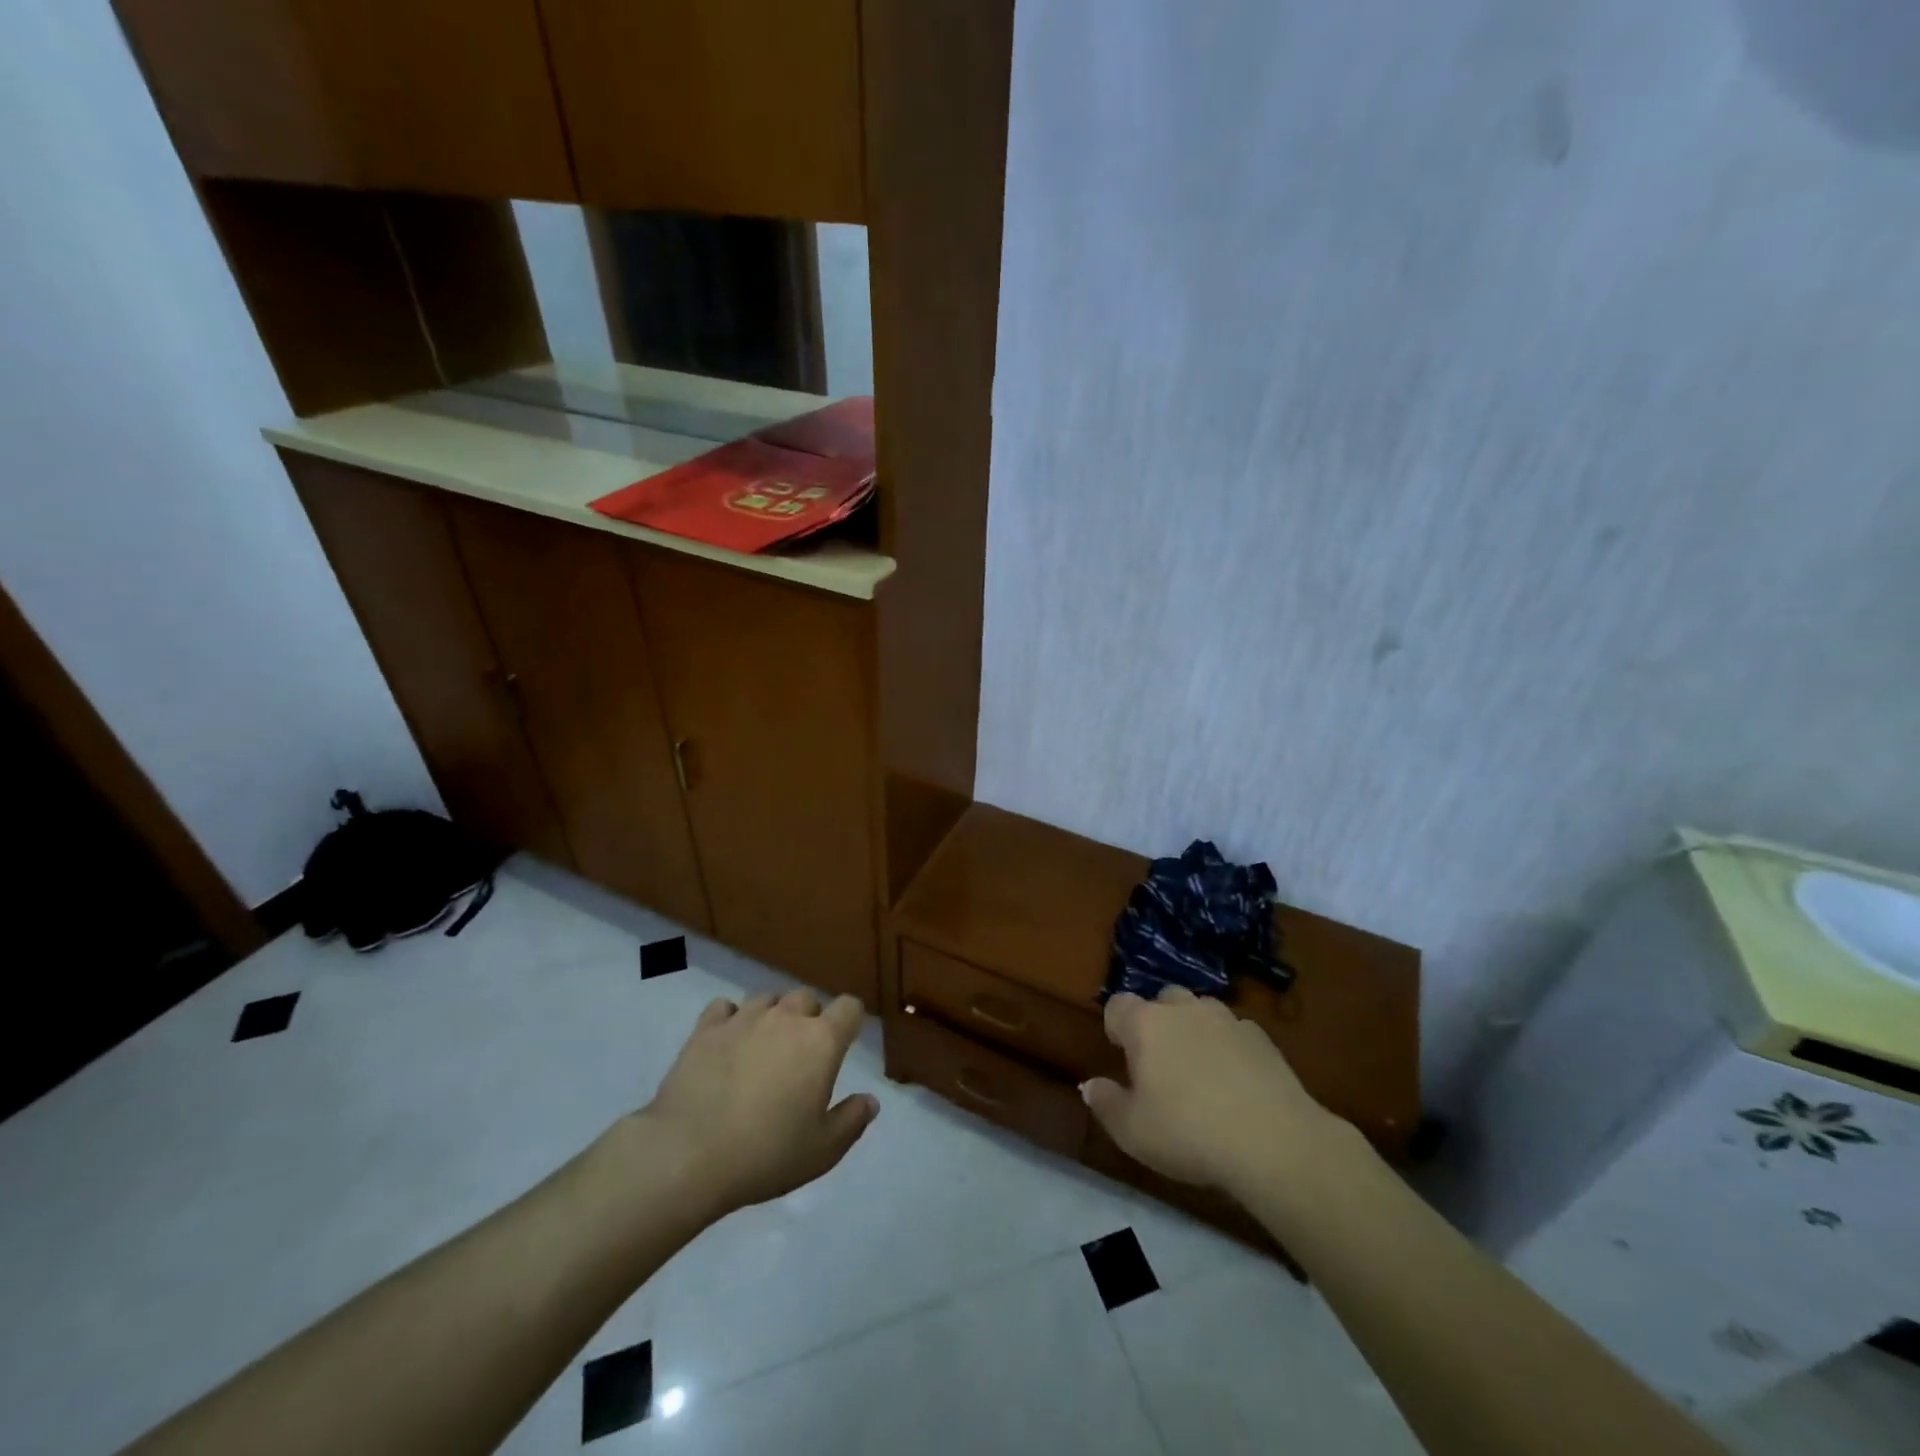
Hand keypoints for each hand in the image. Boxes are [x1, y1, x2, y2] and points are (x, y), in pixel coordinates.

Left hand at [639, 990, 878, 1214]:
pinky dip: (731, 1019)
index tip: (846, 1042)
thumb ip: (852, 1121)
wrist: (688, 1155)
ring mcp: (743, 1018)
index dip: (851, 1021)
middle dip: (809, 1019)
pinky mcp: (706, 1029)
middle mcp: (786, 1018)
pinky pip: (725, 1007)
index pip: (849, 1007)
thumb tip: (870, 1100)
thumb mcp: (822, 1151)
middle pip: (807, 998)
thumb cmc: (765, 1154)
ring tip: (762, 1049)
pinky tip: (727, 1043)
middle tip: (801, 1056)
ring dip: (772, 1017)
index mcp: (821, 1041)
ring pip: (768, 999)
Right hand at [1080, 986, 1343, 1195]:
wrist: (1274, 1141)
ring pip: (1200, 1009)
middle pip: (1162, 999)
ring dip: (1194, 1028)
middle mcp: (1183, 1009)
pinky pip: (1234, 1030)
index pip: (1118, 1005)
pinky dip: (1229, 1045)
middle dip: (1157, 1021)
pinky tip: (1237, 1079)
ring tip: (1199, 1068)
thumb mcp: (1133, 1131)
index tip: (1121, 1054)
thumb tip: (1089, 1085)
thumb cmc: (1189, 1133)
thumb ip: (1106, 1103)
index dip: (1115, 1026)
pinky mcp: (1261, 1036)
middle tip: (1161, 1062)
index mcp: (1145, 1024)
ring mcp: (1226, 1018)